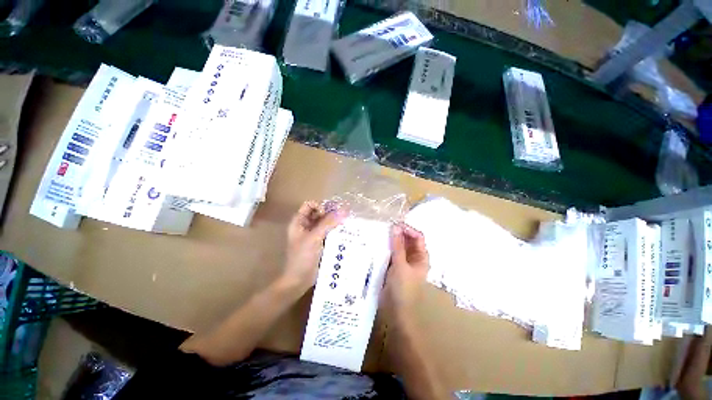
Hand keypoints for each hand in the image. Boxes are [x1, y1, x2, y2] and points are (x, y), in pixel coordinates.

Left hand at [282, 201, 346, 293]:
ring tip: (347, 224)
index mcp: (299, 221)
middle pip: (319, 213)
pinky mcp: (321, 242)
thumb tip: (343, 210)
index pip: (310, 205)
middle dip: (331, 213)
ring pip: (326, 222)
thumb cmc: (302, 257)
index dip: (320, 206)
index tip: (328, 214)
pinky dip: (336, 230)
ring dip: (335, 222)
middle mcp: (306, 225)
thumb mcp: (314, 238)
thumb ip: (328, 223)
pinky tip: (345, 232)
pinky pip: (329, 231)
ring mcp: (314, 234)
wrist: (299, 279)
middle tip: (344, 217)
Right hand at [382, 223, 429, 314]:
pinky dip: (388, 246)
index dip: (409, 229)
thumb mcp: (400, 265)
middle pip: (409, 240)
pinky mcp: (395, 264)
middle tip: (386, 226)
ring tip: (382, 231)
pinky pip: (392, 251)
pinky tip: (379, 242)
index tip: (396, 224)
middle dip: (400, 232)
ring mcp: (404, 261)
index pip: (418, 237)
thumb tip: (395, 227)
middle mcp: (414, 257)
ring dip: (393, 238)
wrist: (395, 310)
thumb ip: (398, 246)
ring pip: (400, 245)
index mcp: (422, 257)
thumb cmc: (402, 288)